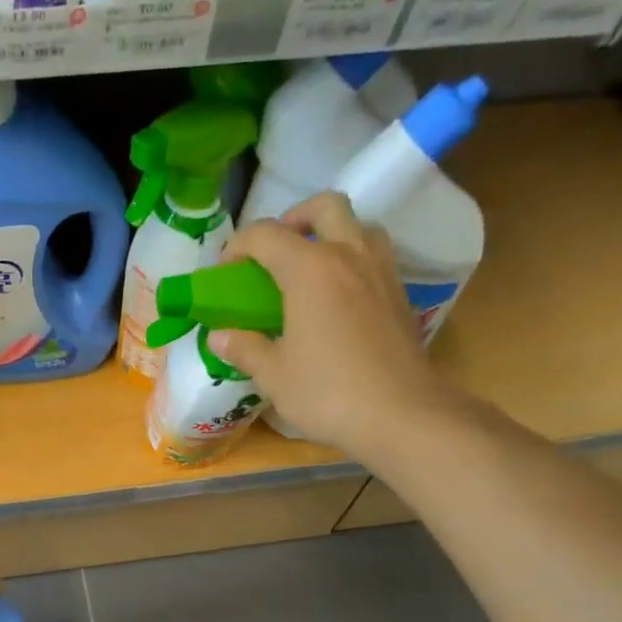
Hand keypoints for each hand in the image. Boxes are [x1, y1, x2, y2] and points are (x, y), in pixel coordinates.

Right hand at [211, 193, 460, 457]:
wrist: (401, 414)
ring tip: (310, 269)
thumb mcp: (274, 375)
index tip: (225, 274)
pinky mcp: (400, 294)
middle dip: (294, 218)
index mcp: (310, 268)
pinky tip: (338, 299)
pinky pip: (374, 256)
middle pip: (324, 206)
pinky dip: (352, 261)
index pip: (266, 234)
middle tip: (276, 252)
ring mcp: (381, 272)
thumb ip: (245, 348)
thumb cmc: (328, 392)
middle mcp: (349, 255)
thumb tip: (220, 336)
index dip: (237, 247)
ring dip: (331, 234)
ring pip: (358, 225)